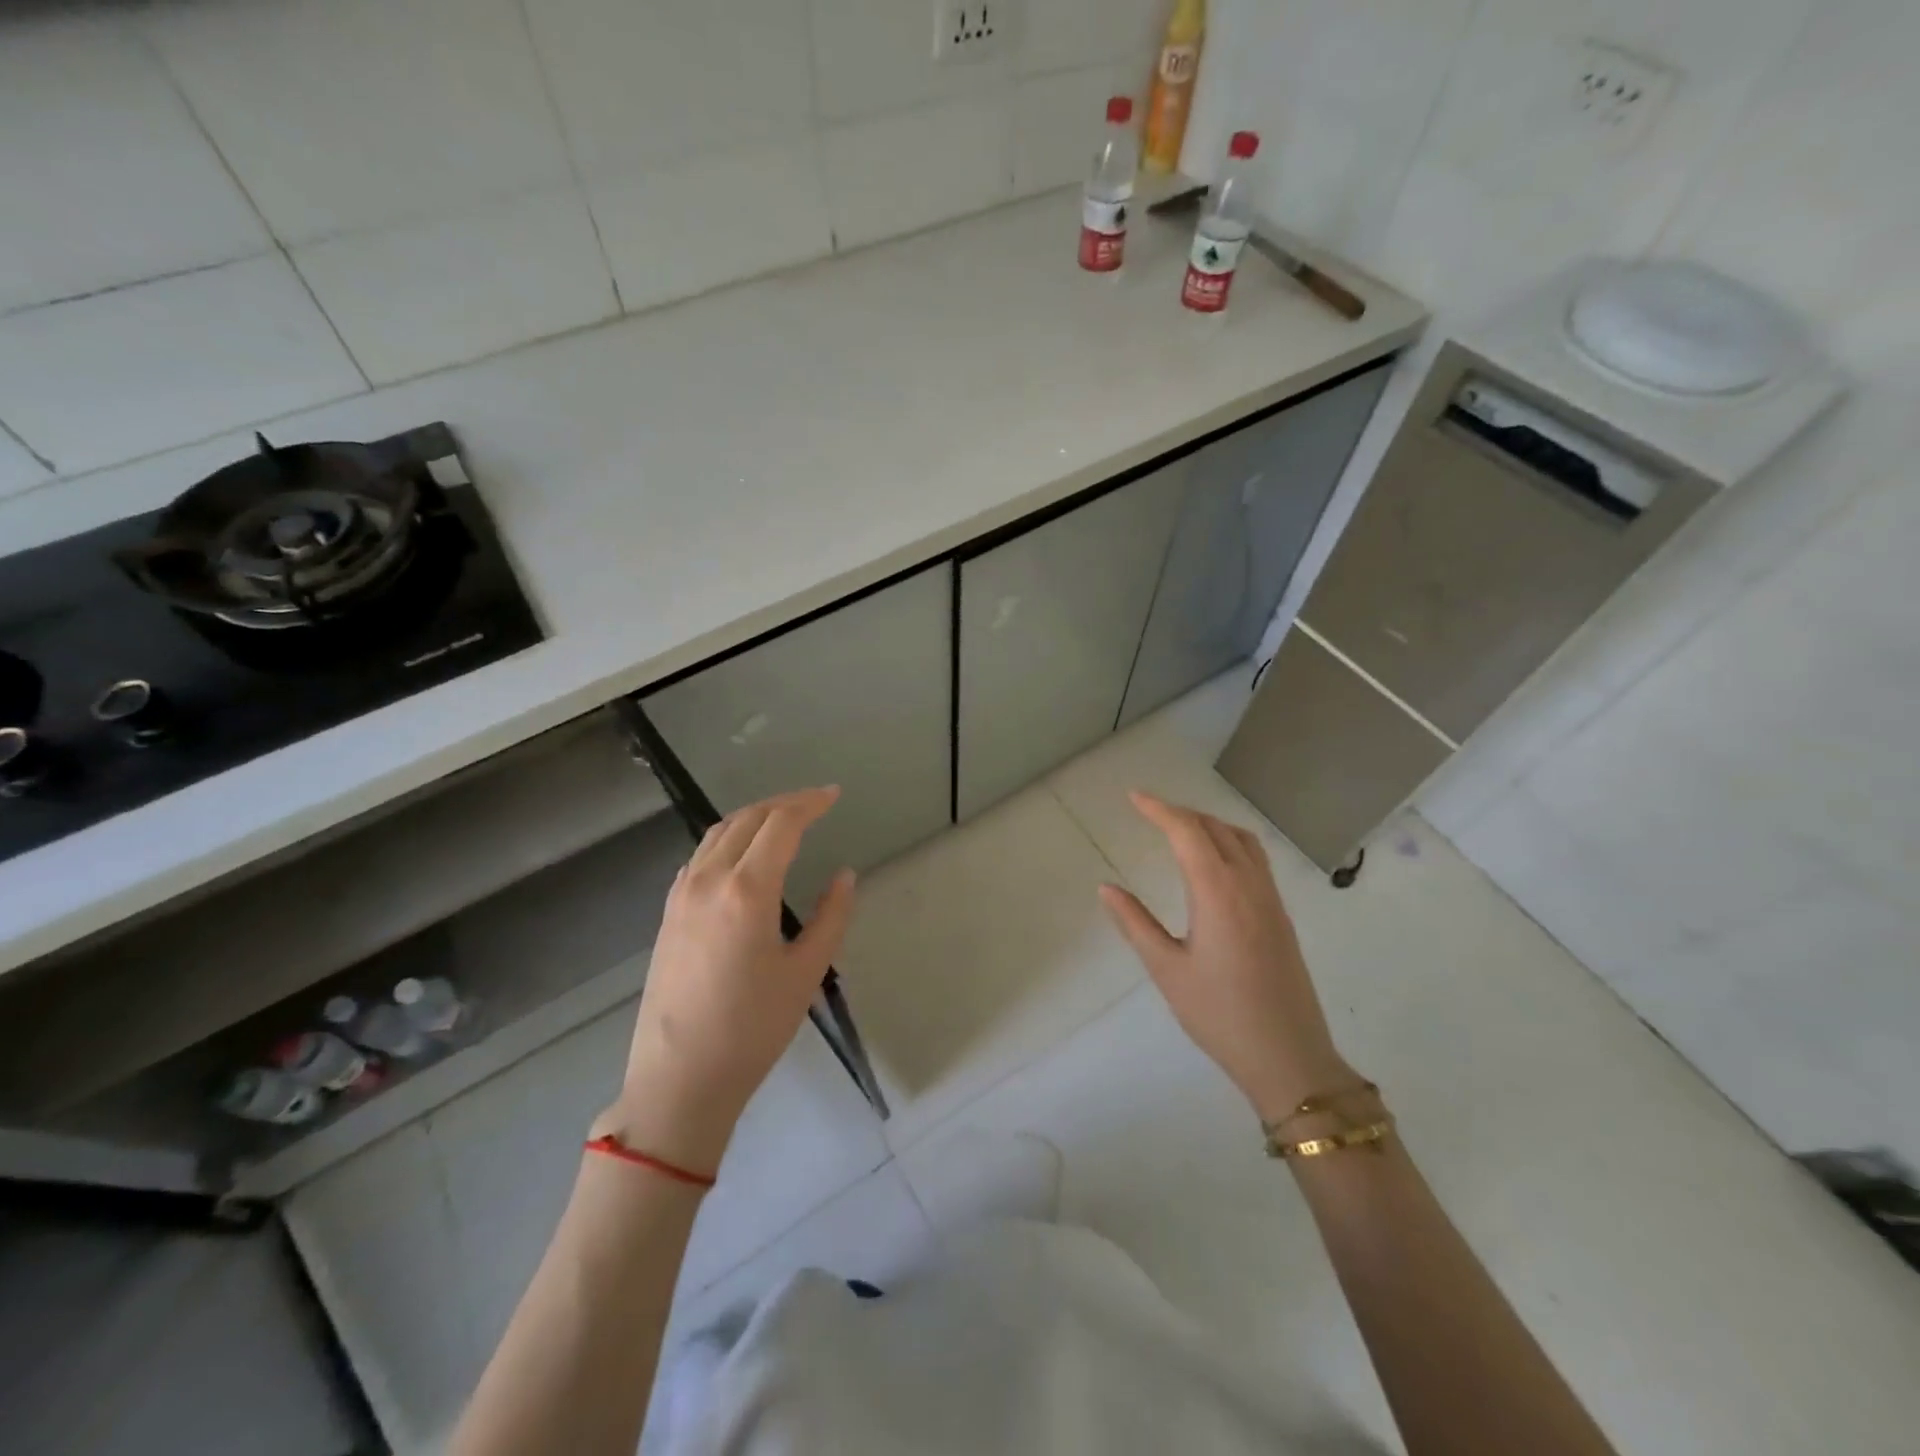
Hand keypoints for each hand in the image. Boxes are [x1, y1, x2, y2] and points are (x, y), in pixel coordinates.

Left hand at [596, 787, 854, 1174]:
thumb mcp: (805, 973)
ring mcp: (682, 895)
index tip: (834, 794)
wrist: (679, 1079)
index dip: (810, 803)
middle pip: (748, 818)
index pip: (781, 824)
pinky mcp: (668, 913)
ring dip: (754, 816)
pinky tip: (743, 855)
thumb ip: (831, 916)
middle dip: (784, 802)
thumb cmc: (752, 1029)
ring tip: (784, 819)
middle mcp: (709, 879)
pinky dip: (728, 839)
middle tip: (815, 802)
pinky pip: (700, 856)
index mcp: (747, 890)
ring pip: (718, 832)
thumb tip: (844, 876)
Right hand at [1098, 792, 1352, 1122]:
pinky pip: (1256, 859)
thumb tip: (1105, 888)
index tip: (1133, 797)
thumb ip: (1135, 923)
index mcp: (1219, 893)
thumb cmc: (1219, 1014)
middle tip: (1149, 812)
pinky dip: (1230, 842)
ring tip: (1180, 829)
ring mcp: (1271, 900)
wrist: (1289, 1058)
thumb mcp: (1167, 969)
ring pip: (1243, 840)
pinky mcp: (1281, 916)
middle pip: (1216, 828)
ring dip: (1210, 824)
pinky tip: (1214, 862)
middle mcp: (1249, 885)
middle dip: (1182, 813)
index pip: (1188, 832)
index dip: (1159, 809)